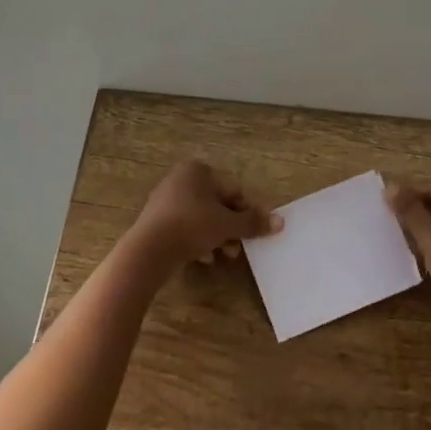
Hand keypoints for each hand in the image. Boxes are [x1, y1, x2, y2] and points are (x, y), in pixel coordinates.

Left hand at [126, 159, 280, 273]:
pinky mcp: (156, 221)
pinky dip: (197, 241)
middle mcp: (180, 179)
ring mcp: (165, 200)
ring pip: (201, 218)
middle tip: (238, 247)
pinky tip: (203, 258)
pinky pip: (184, 228)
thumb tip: (281, 222)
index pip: (232, 190)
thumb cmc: (193, 226)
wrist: (150, 249)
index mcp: (198, 171)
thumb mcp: (228, 225)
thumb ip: (253, 223)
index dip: (245, 212)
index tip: (252, 232)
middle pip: (216, 204)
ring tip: (223, 256)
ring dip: (216, 237)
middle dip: (230, 227)